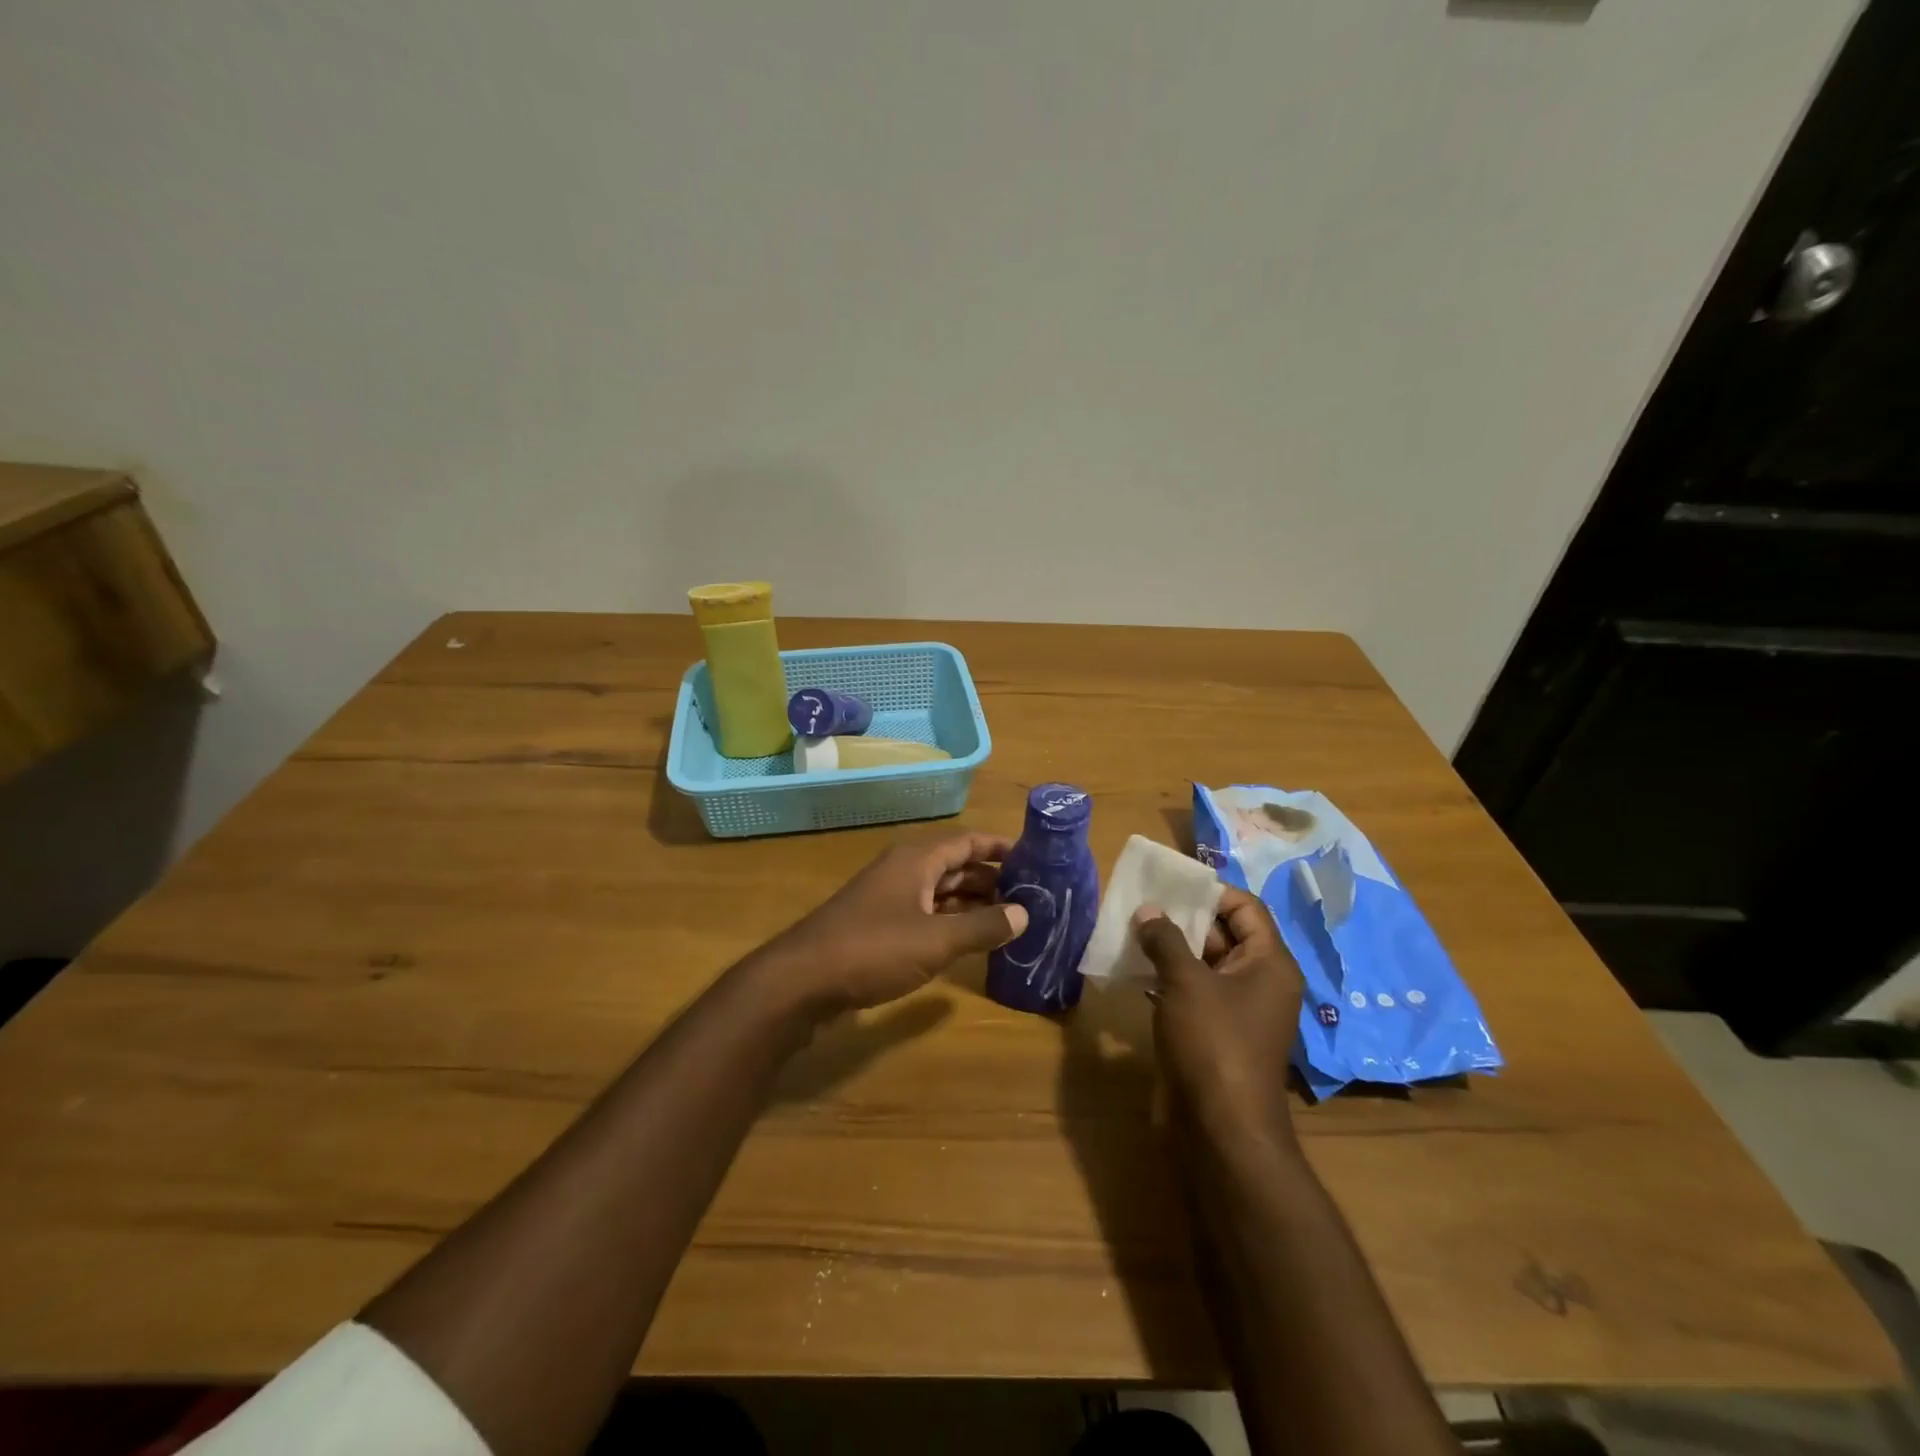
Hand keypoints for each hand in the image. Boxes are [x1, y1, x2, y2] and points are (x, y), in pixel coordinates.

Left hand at [759, 831, 1029, 1015]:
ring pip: (941, 891)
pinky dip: (951, 921)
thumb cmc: (873, 950)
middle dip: (992, 878)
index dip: (1000, 848)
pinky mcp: (879, 925)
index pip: (968, 842)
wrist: (802, 980)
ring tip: (1011, 918)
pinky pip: (926, 913)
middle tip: (1032, 895)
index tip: (1036, 858)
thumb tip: (1025, 914)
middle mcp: (904, 870)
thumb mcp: (936, 940)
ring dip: (973, 902)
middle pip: (956, 865)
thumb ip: (982, 927)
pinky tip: (971, 940)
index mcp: (917, 860)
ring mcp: (889, 898)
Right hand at [1134, 887, 1304, 1151]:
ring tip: (1132, 931)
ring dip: (1170, 948)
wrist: (1221, 1129)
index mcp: (1269, 963)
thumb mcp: (1186, 982)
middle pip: (1224, 934)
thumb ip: (1165, 939)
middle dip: (1183, 918)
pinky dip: (1167, 978)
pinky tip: (1134, 969)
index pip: (1246, 908)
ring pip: (1204, 964)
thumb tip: (1148, 911)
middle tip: (1142, 904)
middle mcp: (1259, 982)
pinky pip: (1192, 992)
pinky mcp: (1214, 1033)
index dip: (1210, 892)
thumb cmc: (1213, 1043)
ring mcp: (1237, 1010)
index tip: (1170, 885)